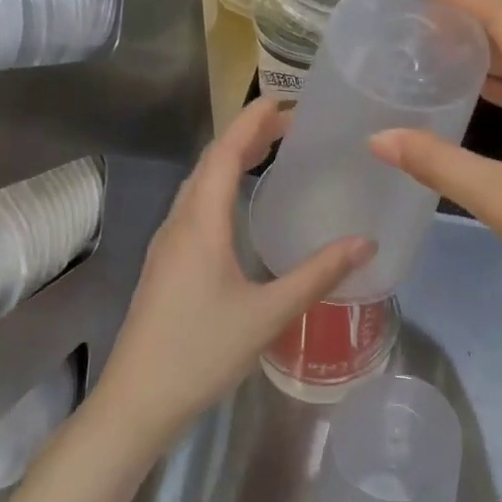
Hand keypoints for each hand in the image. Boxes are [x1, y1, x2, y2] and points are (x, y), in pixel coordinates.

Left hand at [96, 98, 372, 437]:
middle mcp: (178, 224)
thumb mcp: (268, 314)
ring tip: (268, 154)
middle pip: (210, 163)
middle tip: (288, 125)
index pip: (226, 154)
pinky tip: (239, 209)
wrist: (137, 400)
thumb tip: (364, 243)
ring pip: (198, 186)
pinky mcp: (164, 265)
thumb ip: (317, 275)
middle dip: (246, 136)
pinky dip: (220, 188)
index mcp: (200, 224)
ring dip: (230, 162)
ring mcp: (166, 245)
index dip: (252, 122)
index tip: (283, 100)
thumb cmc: (201, 352)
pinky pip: (194, 209)